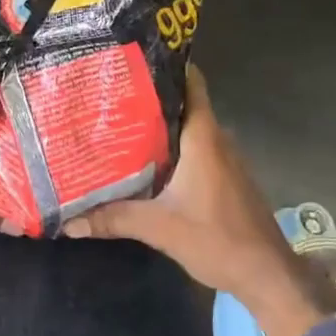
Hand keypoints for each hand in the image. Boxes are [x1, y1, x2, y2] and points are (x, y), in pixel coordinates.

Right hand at [63, 66, 335, 335]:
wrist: (267, 275)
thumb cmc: (218, 239)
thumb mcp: (160, 228)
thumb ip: (114, 219)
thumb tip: (67, 221)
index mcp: (203, 137)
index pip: (191, 84)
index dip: (166, 67)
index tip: (133, 60)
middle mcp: (216, 139)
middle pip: (183, 105)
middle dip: (150, 98)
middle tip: (111, 95)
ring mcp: (224, 159)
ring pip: (188, 129)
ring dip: (160, 125)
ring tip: (120, 123)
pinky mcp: (225, 178)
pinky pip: (196, 149)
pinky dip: (172, 148)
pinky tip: (146, 161)